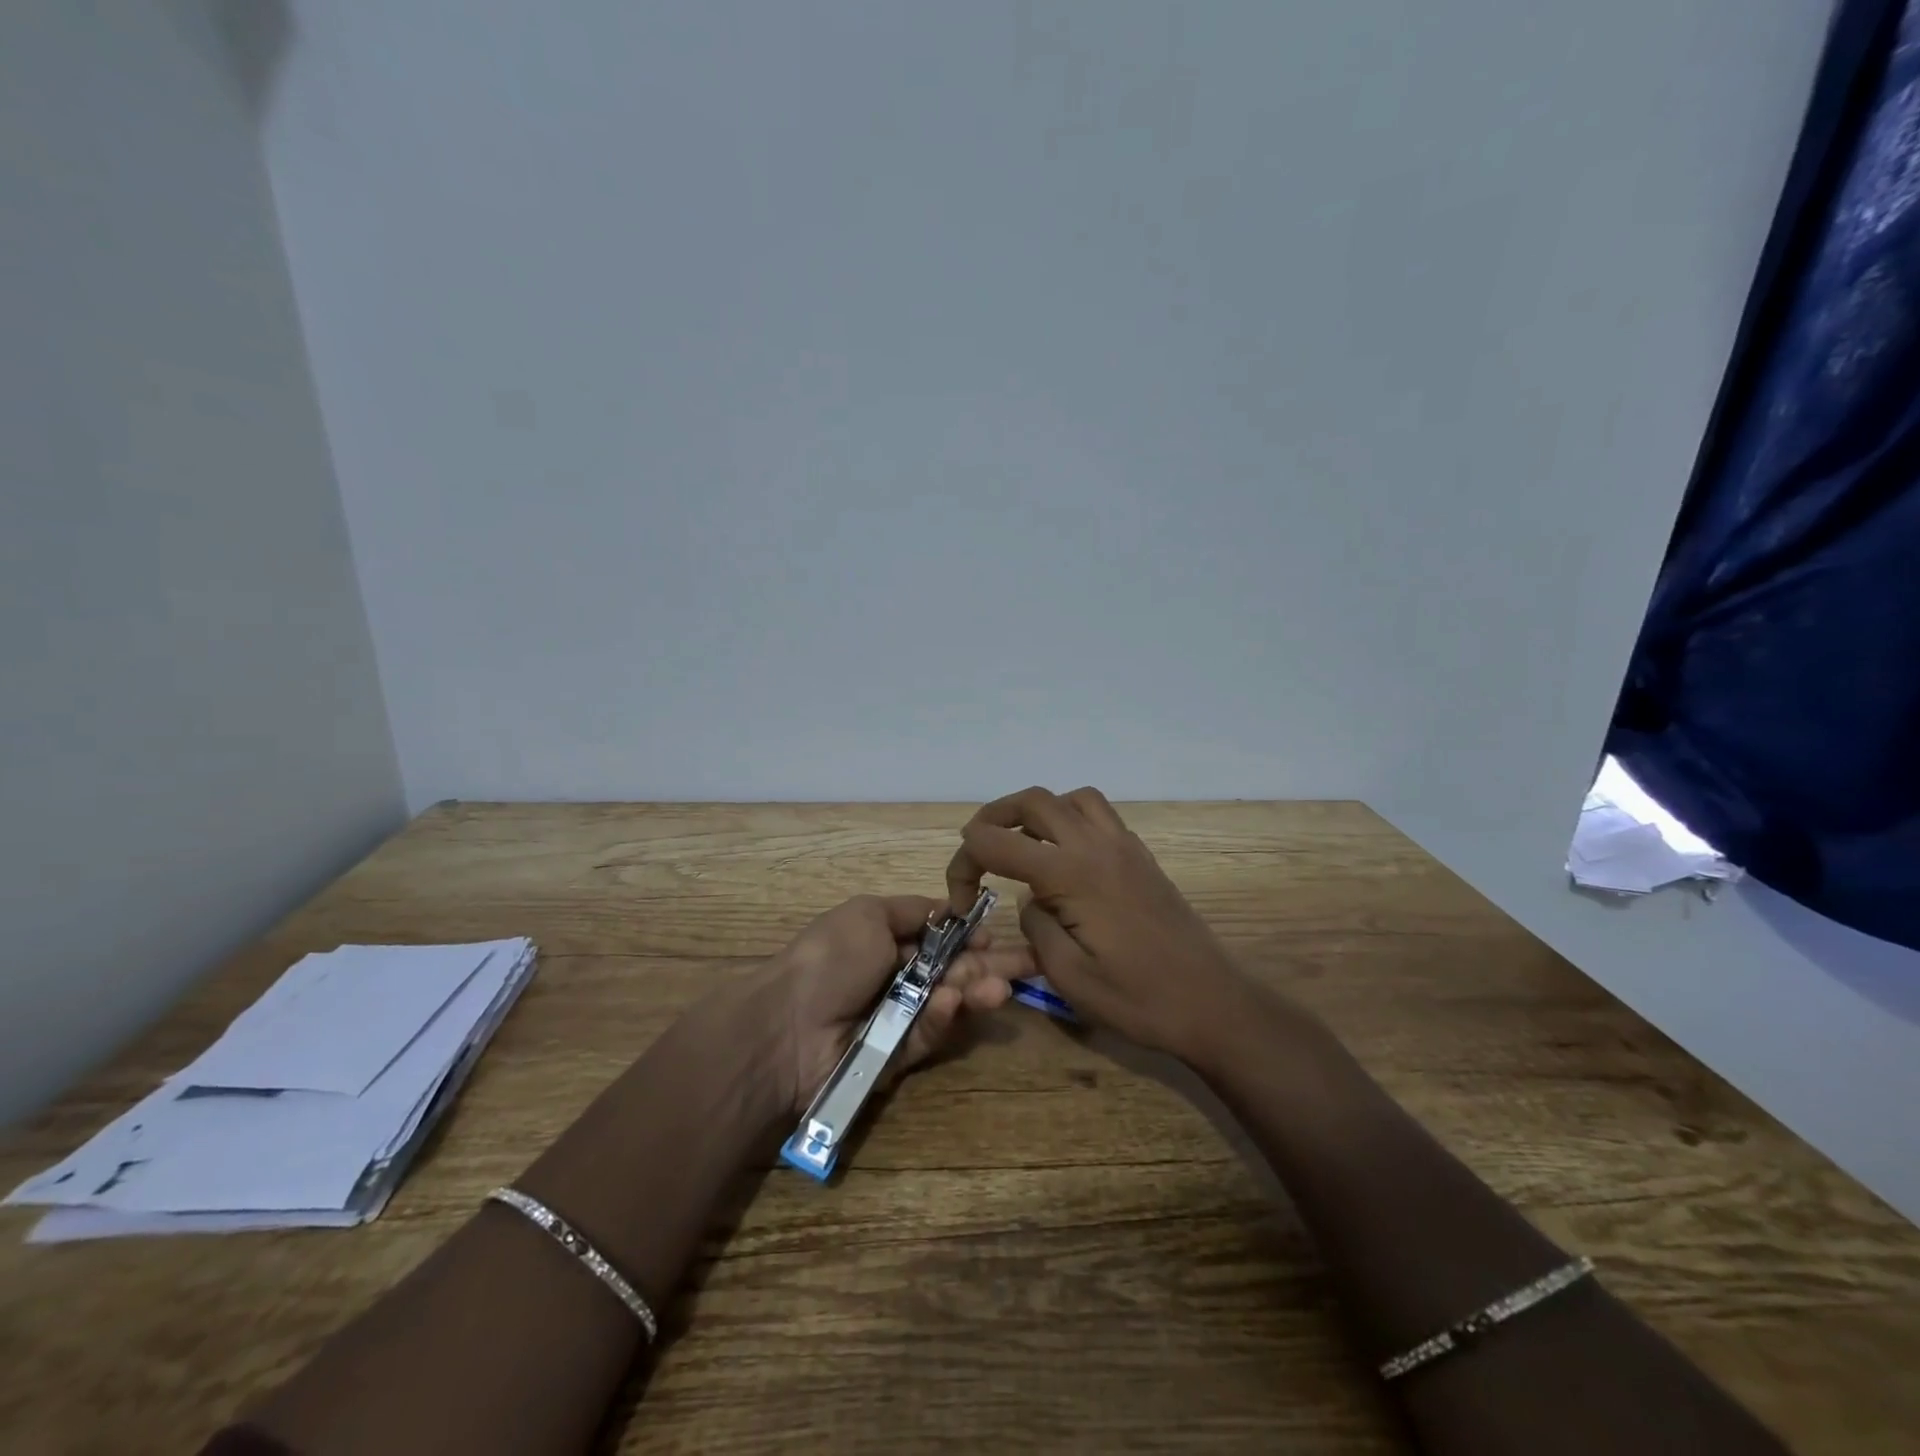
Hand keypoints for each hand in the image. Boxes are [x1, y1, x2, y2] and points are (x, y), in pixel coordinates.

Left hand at [760, 894, 1031, 1116]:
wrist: (786, 1026)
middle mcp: (897, 977)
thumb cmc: (830, 958)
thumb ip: (915, 911)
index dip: (970, 936)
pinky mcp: (899, 1057)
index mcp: (889, 940)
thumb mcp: (869, 914)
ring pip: (950, 1004)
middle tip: (1033, 964)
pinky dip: (943, 1018)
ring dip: (977, 992)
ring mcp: (899, 1018)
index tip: (996, 933)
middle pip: (955, 970)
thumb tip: (951, 909)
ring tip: (1002, 988)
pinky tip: (954, 1002)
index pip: (943, 938)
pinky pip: (929, 1035)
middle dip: (991, 965)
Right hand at [945, 787, 1253, 1062]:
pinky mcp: (1141, 855)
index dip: (964, 865)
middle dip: (992, 818)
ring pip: (1070, 798)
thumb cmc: (1139, 999)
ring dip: (1036, 812)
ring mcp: (1124, 845)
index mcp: (1071, 874)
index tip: (960, 902)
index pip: (996, 842)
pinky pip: (1098, 814)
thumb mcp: (1068, 977)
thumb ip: (1036, 927)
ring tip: (1022, 846)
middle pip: (1032, 801)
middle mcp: (1096, 845)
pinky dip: (1070, 819)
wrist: (1212, 1003)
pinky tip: (1066, 858)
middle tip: (976, 852)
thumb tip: (1031, 901)